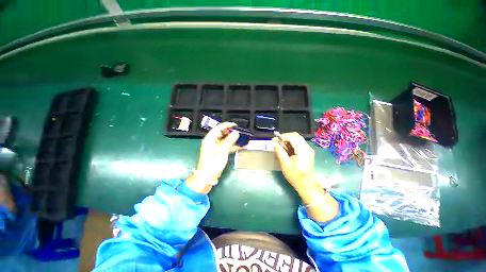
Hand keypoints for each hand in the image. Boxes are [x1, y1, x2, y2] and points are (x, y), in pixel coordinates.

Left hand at [186, 122, 239, 193]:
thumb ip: (229, 140)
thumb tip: (236, 132)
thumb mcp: (222, 150)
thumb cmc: (213, 162)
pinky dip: (233, 146)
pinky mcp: (219, 152)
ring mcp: (216, 147)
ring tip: (241, 138)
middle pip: (222, 133)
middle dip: (231, 132)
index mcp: (210, 139)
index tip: (236, 125)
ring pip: (225, 140)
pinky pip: (227, 146)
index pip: (218, 128)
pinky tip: (240, 146)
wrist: (208, 176)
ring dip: (233, 139)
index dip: (227, 125)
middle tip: (240, 132)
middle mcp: (212, 141)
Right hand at [273, 132, 338, 221]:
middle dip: (285, 137)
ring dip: (288, 140)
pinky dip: (291, 144)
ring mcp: (308, 149)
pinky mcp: (308, 151)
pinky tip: (287, 150)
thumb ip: (279, 150)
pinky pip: (298, 142)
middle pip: (295, 135)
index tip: (275, 141)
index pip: (292, 137)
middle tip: (278, 144)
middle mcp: (307, 147)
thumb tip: (274, 141)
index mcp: (303, 150)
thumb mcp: (285, 164)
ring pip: (297, 138)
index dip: (282, 137)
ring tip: (282, 148)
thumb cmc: (295, 176)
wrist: (307, 185)